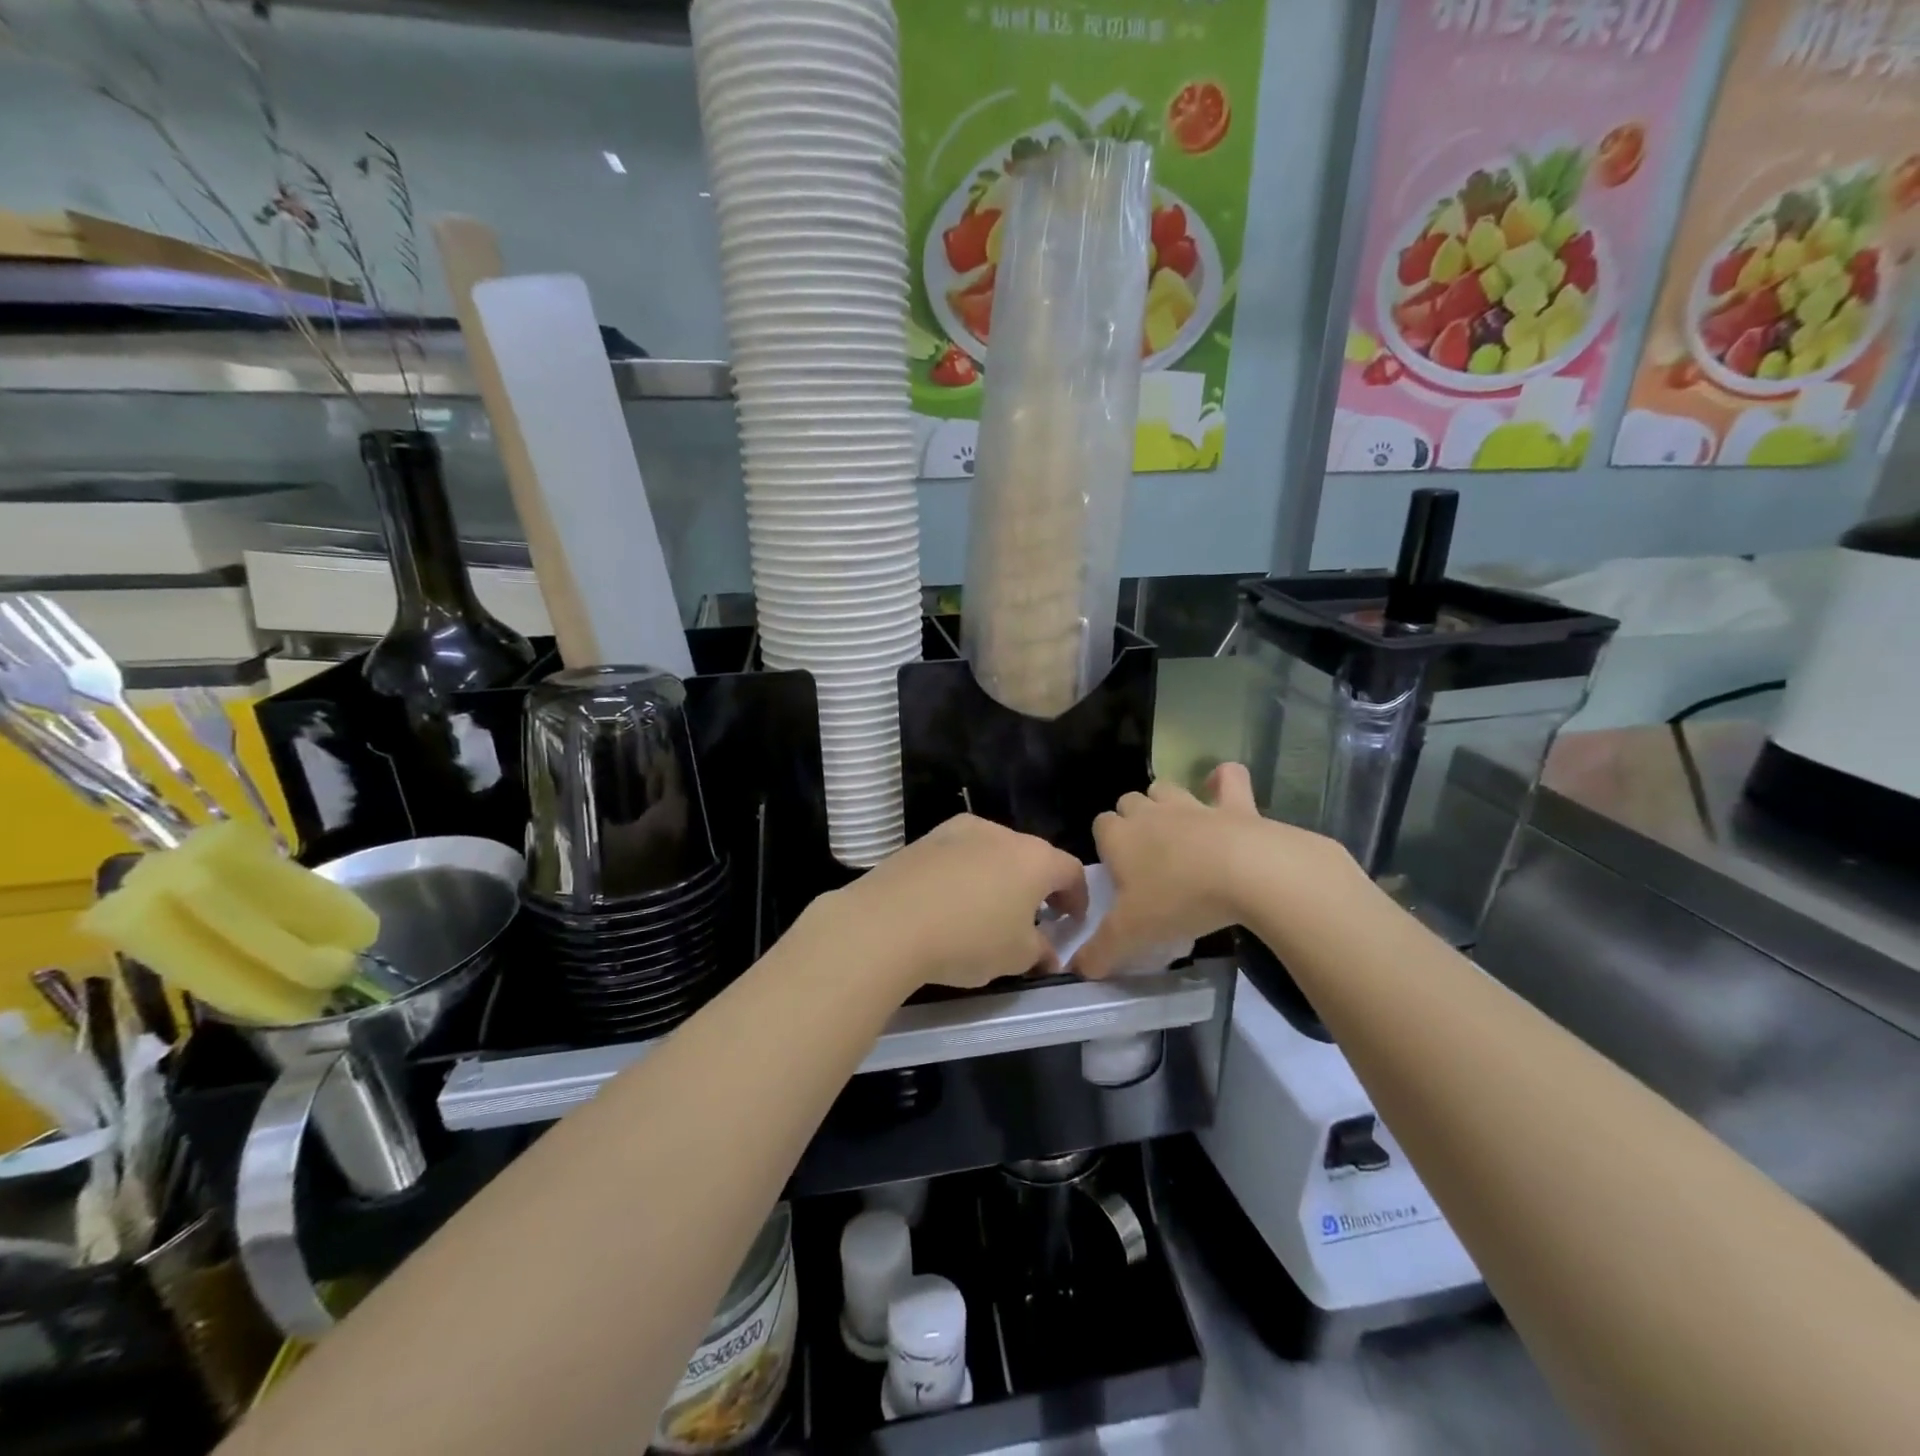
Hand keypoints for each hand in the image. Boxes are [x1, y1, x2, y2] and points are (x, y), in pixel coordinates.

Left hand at [818, 815, 1088, 992]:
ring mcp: (961, 830)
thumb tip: (1046, 953)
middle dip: (1036, 887)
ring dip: (998, 877)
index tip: (1070, 922)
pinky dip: (964, 874)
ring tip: (986, 910)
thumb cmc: (968, 939)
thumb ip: (1040, 952)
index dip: (1077, 898)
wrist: (888, 922)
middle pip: (1031, 857)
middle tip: (1030, 919)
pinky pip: (959, 854)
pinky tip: (949, 902)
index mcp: (1035, 858)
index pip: (1071, 871)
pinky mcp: (927, 838)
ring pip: (993, 852)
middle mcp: (1002, 833)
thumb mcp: (1016, 957)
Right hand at [1071, 763, 1361, 978]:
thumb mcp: (1132, 935)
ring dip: (1166, 802)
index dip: (1106, 845)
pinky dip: (1224, 781)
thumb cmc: (1179, 900)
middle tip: (1146, 857)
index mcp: (1121, 838)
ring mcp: (1193, 805)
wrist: (1248, 874)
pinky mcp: (1235, 805)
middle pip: (1129, 802)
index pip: (1100, 825)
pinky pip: (1228, 778)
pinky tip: (1222, 788)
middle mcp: (1151, 813)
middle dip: (1132, 820)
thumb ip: (1100, 952)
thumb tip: (1075, 969)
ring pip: (1167, 788)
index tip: (1118, 872)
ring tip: (1177, 830)